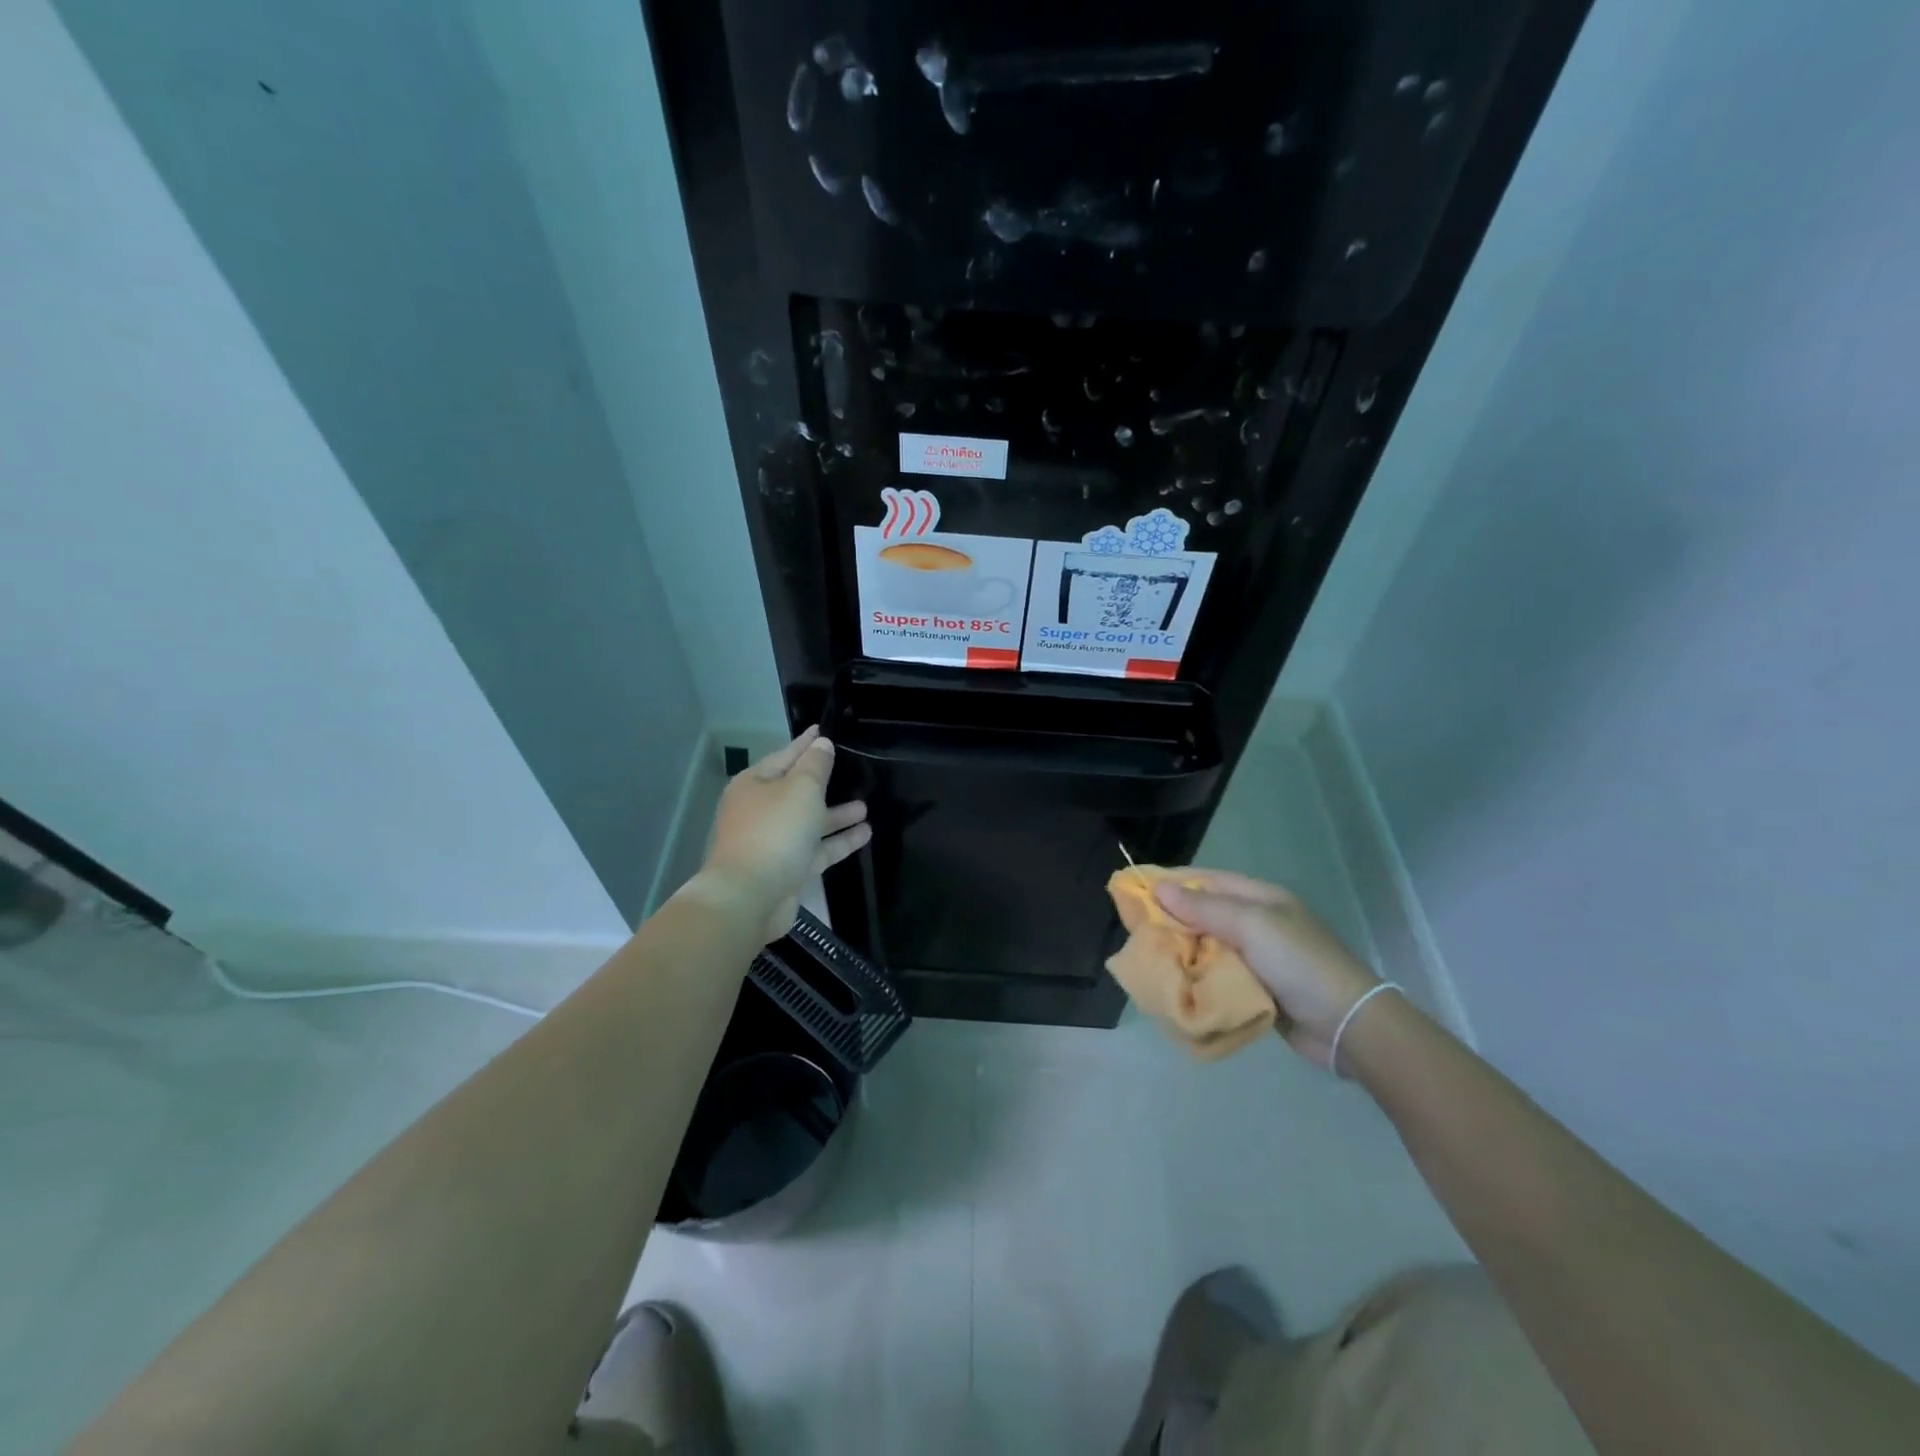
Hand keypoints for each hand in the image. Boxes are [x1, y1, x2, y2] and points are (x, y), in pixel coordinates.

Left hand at [701, 727, 869, 942]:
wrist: (749, 897)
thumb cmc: (775, 831)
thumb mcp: (801, 789)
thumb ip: (816, 766)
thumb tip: (822, 745)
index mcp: (754, 785)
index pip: (785, 756)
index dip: (806, 744)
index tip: (822, 731)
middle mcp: (760, 811)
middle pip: (796, 790)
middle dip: (823, 782)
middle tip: (850, 770)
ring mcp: (772, 842)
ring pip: (808, 822)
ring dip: (836, 815)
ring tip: (865, 806)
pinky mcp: (786, 870)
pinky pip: (816, 850)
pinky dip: (838, 841)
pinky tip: (865, 834)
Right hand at [1154, 870, 1380, 1069]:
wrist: (1348, 1025)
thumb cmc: (1299, 963)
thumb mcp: (1252, 926)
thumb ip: (1205, 908)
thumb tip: (1159, 888)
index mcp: (1260, 898)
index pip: (1206, 880)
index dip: (1171, 881)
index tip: (1134, 886)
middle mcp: (1256, 922)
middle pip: (1204, 913)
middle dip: (1171, 918)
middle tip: (1134, 927)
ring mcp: (1258, 957)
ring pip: (1207, 945)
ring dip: (1181, 950)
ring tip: (1147, 955)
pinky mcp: (1256, 987)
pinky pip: (1217, 974)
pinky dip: (1196, 976)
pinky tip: (1174, 981)